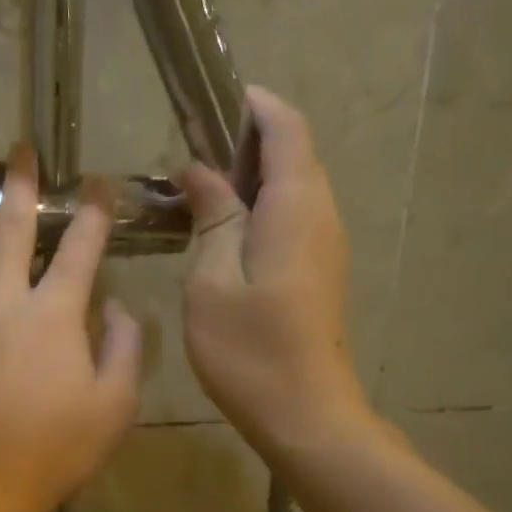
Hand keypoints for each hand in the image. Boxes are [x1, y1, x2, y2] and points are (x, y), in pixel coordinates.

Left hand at [0, 147, 142, 511]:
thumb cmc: (52, 448)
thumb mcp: (114, 406)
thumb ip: (124, 348)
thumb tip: (116, 307)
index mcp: (54, 314)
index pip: (80, 247)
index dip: (93, 211)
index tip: (99, 183)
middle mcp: (4, 299)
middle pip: (13, 227)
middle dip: (21, 182)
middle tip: (21, 147)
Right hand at [178, 88, 370, 471]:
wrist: (305, 414)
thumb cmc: (250, 348)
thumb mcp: (213, 279)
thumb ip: (212, 216)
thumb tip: (200, 168)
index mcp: (295, 207)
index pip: (286, 129)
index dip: (254, 105)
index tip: (209, 98)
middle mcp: (321, 215)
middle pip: (293, 153)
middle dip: (246, 138)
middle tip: (187, 147)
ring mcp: (324, 244)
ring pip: (292, 186)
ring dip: (249, 174)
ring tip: (195, 186)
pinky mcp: (318, 269)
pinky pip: (291, 216)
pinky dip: (258, 205)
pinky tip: (219, 228)